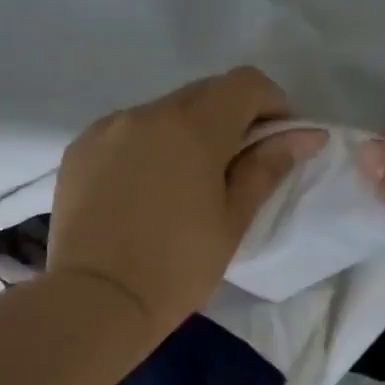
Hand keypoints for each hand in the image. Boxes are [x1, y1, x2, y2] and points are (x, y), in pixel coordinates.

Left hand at [49, 68, 316, 340]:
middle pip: (203, 93)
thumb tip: (305, 135)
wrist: (96, 301)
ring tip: (186, 182)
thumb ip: (266, 168)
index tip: (278, 139)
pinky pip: (126, 132)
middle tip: (237, 164)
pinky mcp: (79, 150)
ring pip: (162, 112)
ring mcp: (107, 129)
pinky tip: (145, 188)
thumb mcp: (232, 221)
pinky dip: (146, 146)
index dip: (272, 103)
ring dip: (185, 132)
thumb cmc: (177, 268)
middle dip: (230, 117)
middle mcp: (147, 113)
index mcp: (192, 127)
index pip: (245, 83)